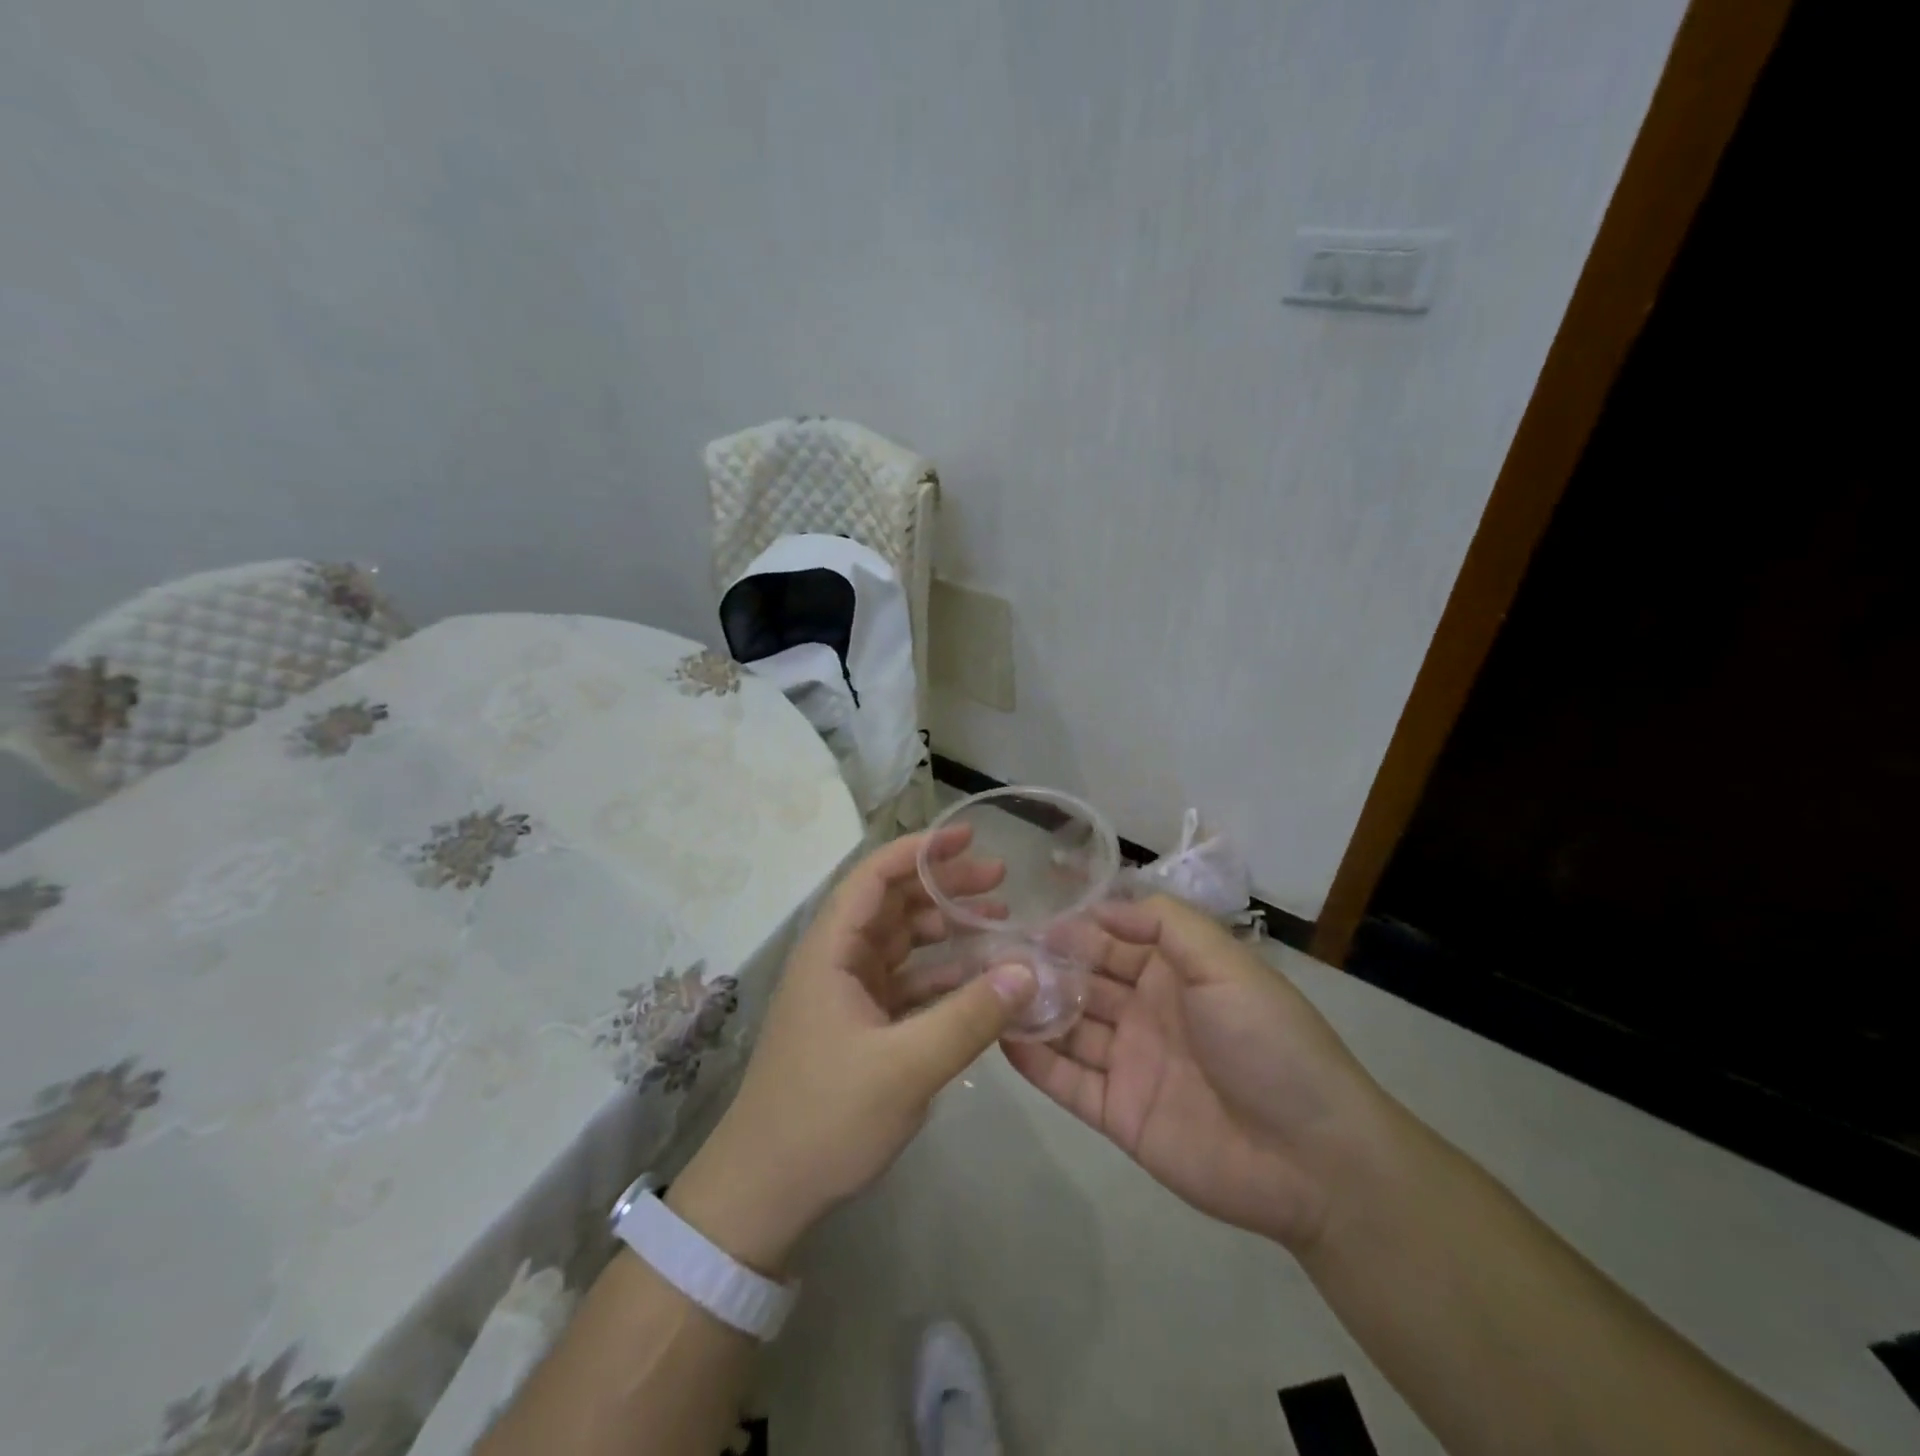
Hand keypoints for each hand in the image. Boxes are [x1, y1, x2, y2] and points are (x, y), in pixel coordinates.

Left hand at [666, 827, 1035, 1270]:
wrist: (764, 1192)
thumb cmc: (825, 1117)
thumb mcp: (905, 1067)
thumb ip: (969, 1017)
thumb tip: (1027, 970)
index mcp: (831, 951)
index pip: (874, 877)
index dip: (920, 850)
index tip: (969, 837)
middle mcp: (837, 961)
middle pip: (894, 904)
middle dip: (944, 886)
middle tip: (1001, 881)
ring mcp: (848, 994)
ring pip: (903, 943)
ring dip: (947, 930)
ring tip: (1000, 924)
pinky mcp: (860, 1026)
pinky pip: (908, 983)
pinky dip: (943, 975)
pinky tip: (981, 981)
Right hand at [1004, 894, 1388, 1253]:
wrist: (1312, 1159)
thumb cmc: (1268, 1043)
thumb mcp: (1225, 964)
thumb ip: (1168, 923)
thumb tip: (1103, 903)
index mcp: (1175, 973)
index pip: (1114, 937)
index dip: (1076, 925)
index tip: (1029, 913)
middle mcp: (1146, 1010)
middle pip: (1084, 979)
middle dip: (1045, 963)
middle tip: (992, 950)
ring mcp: (1129, 1062)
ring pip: (1069, 1026)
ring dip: (1033, 1006)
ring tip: (985, 987)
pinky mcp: (1117, 1112)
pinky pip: (1066, 1081)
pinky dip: (1034, 1060)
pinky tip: (1000, 1036)